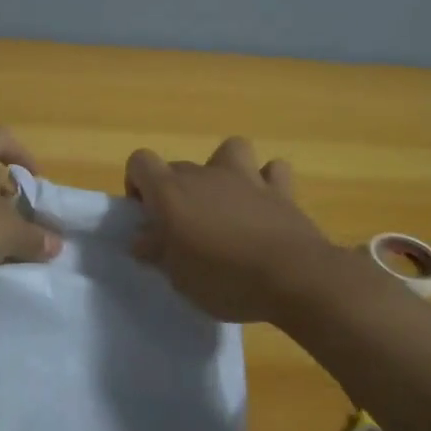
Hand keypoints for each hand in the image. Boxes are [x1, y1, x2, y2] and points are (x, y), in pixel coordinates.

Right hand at [126, 137, 336, 322]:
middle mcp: (206, 175)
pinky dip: (267, 182)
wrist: (292, 277)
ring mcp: (246, 178)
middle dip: (176, 192)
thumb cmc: (224, 280)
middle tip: (184, 231)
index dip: (138, 184)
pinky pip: (272, 170)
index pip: (140, 162)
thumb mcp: (178, 276)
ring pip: (229, 150)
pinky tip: (264, 204)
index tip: (148, 216)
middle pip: (179, 167)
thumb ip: (157, 251)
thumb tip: (143, 238)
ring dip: (224, 171)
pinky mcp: (281, 190)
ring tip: (226, 203)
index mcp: (172, 192)